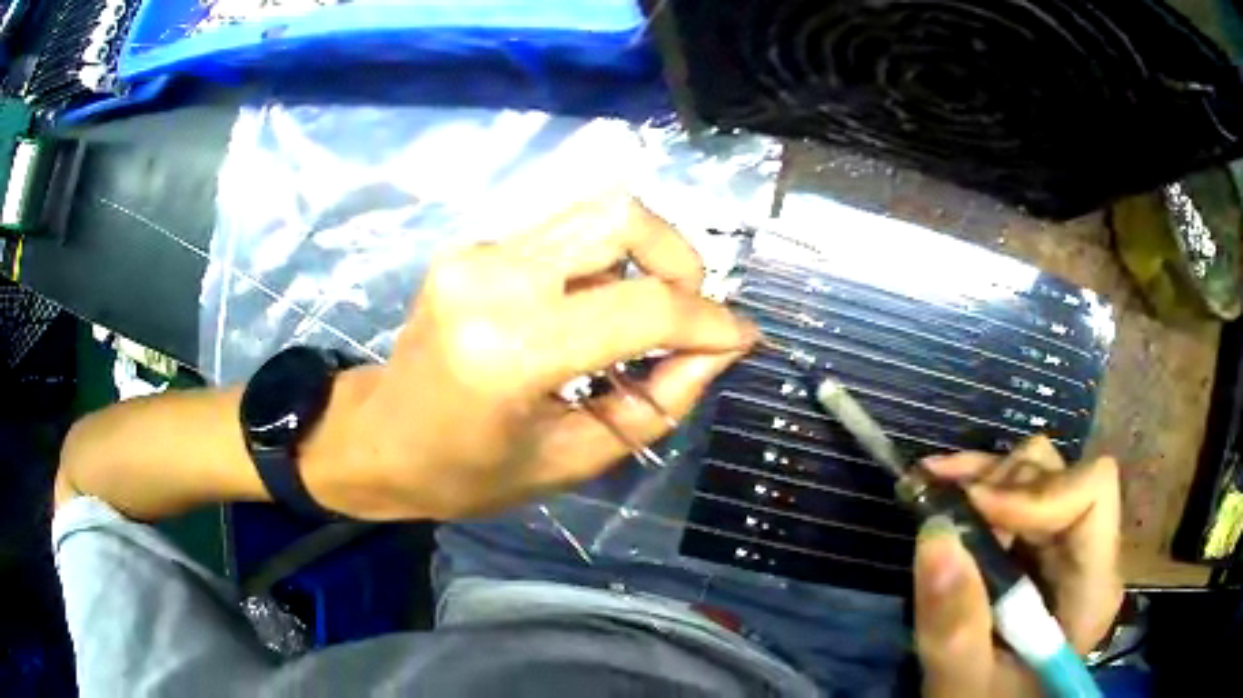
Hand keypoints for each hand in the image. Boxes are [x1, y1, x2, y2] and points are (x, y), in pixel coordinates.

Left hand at [303, 195, 756, 520]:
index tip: (740, 339)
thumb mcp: (573, 459)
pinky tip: (595, 306)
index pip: (641, 307)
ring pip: (595, 211)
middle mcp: (492, 279)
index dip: (707, 321)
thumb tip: (719, 351)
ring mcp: (476, 252)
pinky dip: (602, 260)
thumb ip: (657, 402)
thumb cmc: (468, 473)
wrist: (380, 439)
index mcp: (510, 351)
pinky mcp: (473, 247)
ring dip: (644, 253)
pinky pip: (562, 232)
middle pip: (620, 216)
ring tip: (648, 310)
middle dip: (680, 258)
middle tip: (689, 312)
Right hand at [913, 436, 1124, 696]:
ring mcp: (1063, 545)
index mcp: (1092, 588)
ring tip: (937, 496)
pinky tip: (941, 484)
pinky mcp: (1037, 545)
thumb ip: (955, 629)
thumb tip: (936, 535)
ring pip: (1036, 472)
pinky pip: (1014, 489)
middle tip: (946, 510)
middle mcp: (1088, 552)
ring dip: (983, 481)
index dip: (1037, 491)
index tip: (977, 514)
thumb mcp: (965, 687)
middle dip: (1000, 486)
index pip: (1092, 494)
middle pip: (1060, 476)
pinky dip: (975, 483)